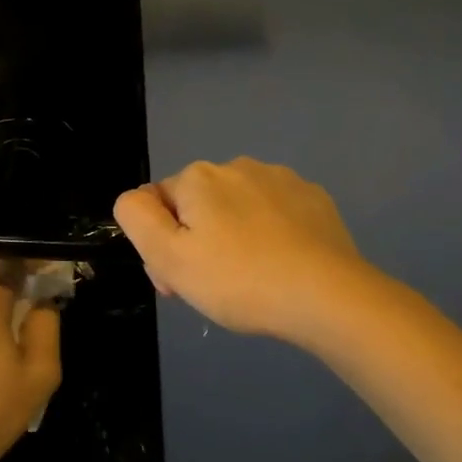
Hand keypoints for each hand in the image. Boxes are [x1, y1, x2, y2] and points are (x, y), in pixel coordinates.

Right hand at [113, 158, 372, 342]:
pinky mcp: (314, 198)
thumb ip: (137, 218)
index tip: (179, 283)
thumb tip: (135, 198)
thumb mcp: (169, 257)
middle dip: (197, 242)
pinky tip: (282, 266)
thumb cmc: (239, 280)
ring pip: (237, 209)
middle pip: (199, 206)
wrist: (326, 296)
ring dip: (233, 237)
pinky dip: (270, 236)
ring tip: (251, 280)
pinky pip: (275, 214)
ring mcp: (281, 179)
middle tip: (214, 288)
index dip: (162, 246)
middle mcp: (237, 166)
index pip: (159, 206)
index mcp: (198, 177)